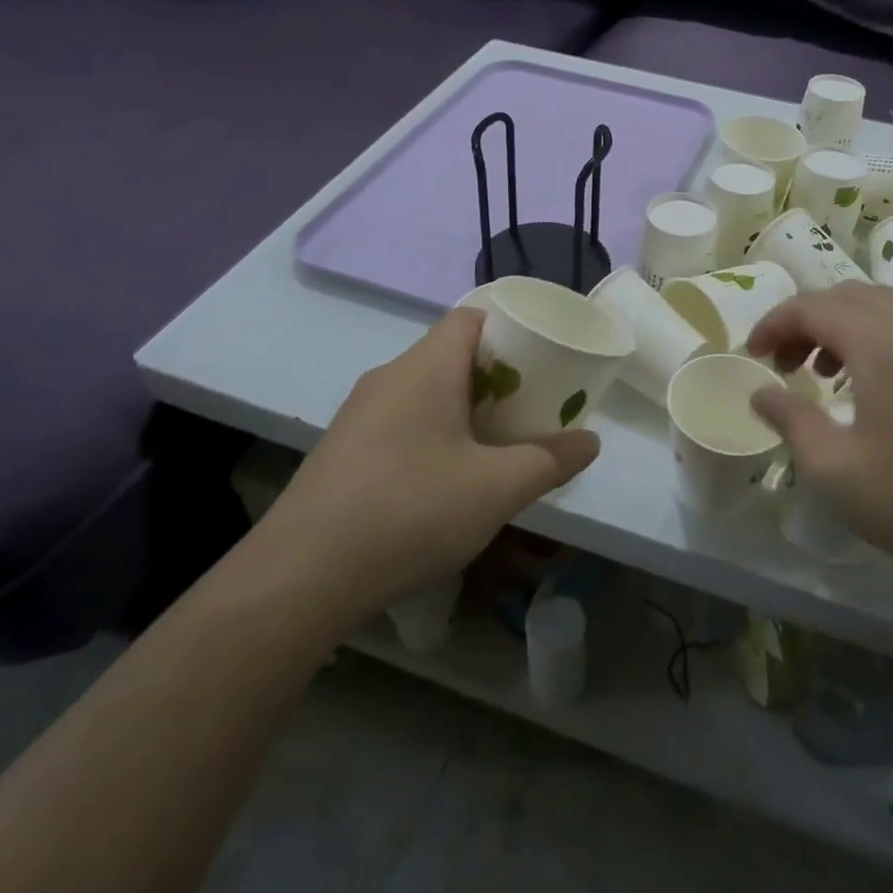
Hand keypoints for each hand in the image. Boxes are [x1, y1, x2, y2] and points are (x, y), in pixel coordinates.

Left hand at [265, 308, 599, 610]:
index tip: (543, 363)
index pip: (472, 318)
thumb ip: (551, 460)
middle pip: (451, 355)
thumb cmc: (412, 510)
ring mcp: (358, 414)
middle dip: (497, 378)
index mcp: (426, 367)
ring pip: (425, 392)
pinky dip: (432, 435)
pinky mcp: (342, 449)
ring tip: (495, 448)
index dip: (512, 330)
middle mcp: (389, 377)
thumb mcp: (498, 488)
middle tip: (530, 411)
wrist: (303, 574)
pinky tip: (443, 483)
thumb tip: (589, 442)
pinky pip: (400, 422)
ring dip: (463, 410)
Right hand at [747, 285, 892, 593]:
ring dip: (840, 325)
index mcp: (879, 341)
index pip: (811, 307)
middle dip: (804, 321)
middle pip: (844, 296)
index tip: (752, 355)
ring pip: (879, 305)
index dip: (773, 324)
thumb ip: (791, 420)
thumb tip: (759, 393)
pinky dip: (874, 334)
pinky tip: (870, 382)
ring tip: (823, 373)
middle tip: (783, 365)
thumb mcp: (835, 468)